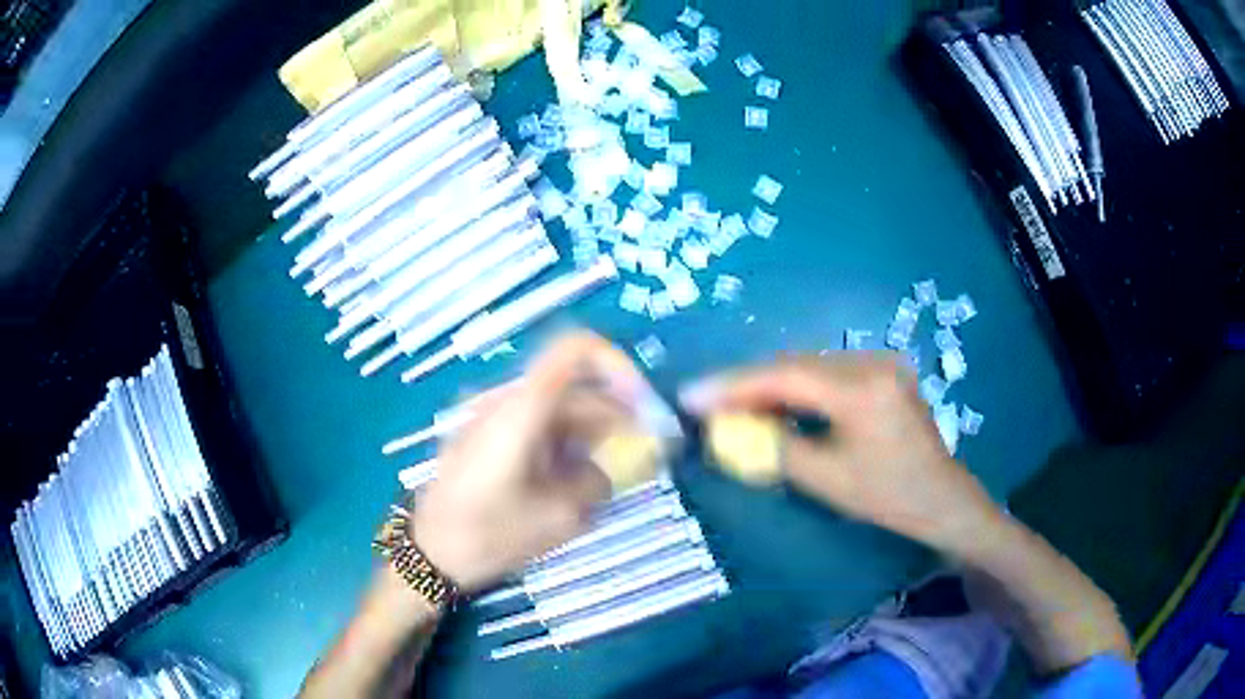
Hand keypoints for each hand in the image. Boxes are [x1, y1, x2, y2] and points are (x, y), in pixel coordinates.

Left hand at [412, 332, 650, 591]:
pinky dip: (566, 447)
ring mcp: (496, 419)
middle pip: (575, 389)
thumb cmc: (487, 534)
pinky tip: (574, 484)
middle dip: (614, 418)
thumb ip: (599, 481)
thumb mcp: (557, 517)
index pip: (577, 349)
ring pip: (560, 411)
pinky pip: (539, 428)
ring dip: (592, 437)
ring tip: (609, 480)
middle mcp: (509, 401)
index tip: (642, 406)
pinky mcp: (489, 438)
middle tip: (642, 460)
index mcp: (523, 408)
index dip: (618, 365)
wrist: (428, 553)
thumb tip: (622, 463)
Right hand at [680, 353, 999, 552]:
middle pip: (796, 364)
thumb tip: (728, 425)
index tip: (692, 394)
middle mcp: (871, 362)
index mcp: (862, 389)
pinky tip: (776, 401)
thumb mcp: (825, 478)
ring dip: (771, 383)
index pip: (786, 375)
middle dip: (748, 382)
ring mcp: (880, 361)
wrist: (940, 497)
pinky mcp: (883, 370)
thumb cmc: (886, 497)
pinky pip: (828, 372)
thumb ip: (773, 445)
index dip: (734, 383)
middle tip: (706, 400)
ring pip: (810, 365)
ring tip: (733, 403)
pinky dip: (798, 386)